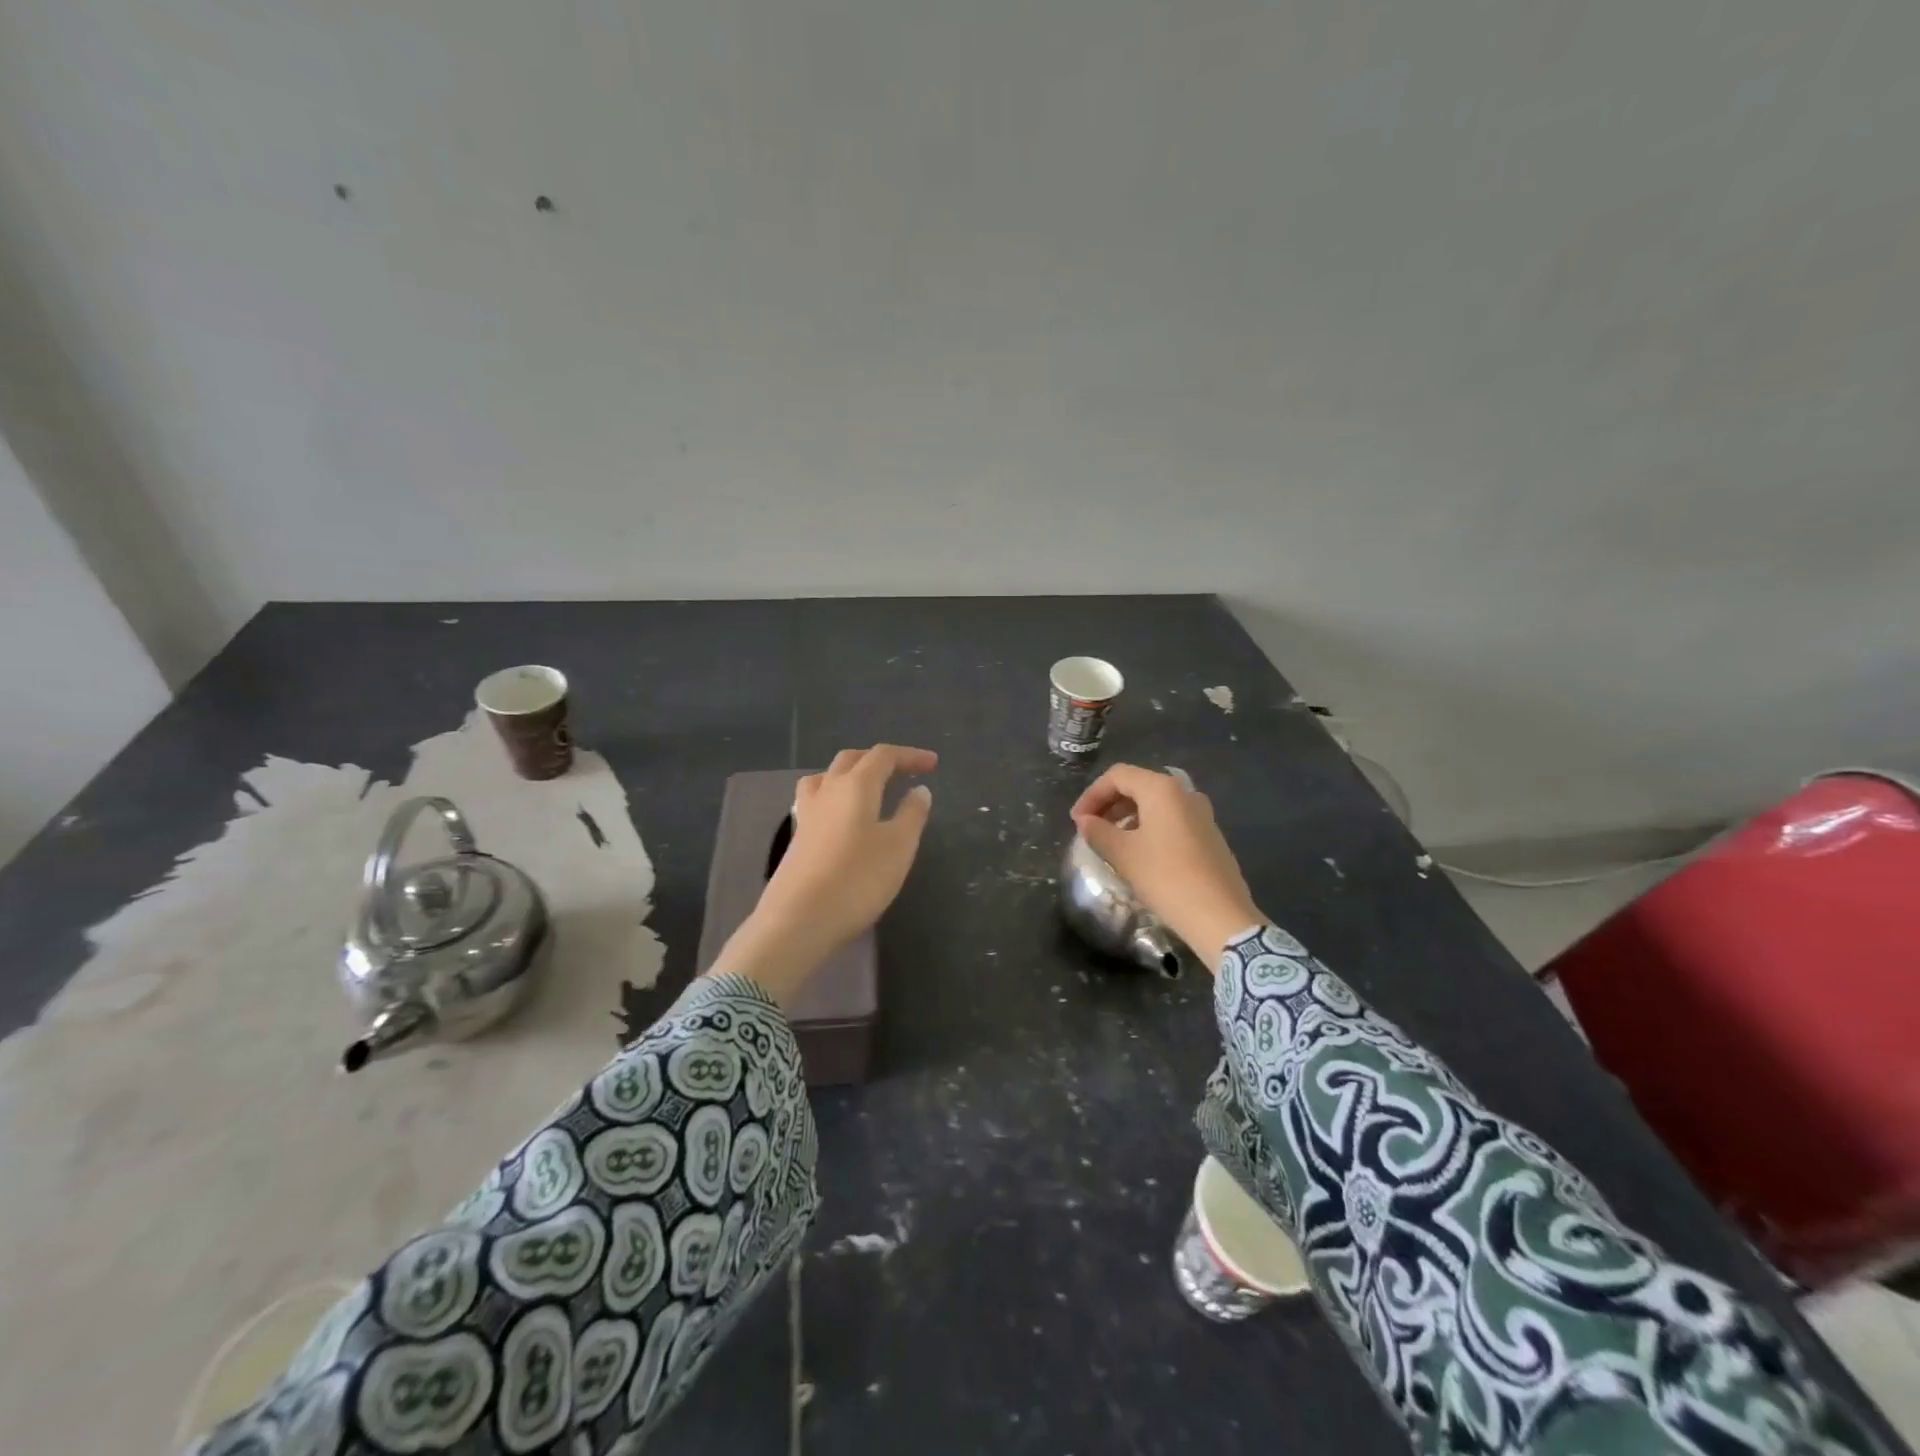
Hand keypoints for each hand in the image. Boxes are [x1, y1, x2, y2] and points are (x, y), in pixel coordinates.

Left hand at [710, 745, 937, 1005]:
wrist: (799, 919)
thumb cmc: (857, 879)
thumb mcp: (898, 847)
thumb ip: (912, 814)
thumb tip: (919, 790)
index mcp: (856, 786)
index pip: (883, 756)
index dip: (909, 755)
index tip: (933, 764)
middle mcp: (827, 790)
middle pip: (852, 760)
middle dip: (879, 760)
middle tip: (903, 772)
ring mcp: (806, 813)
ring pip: (827, 777)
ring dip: (850, 774)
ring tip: (868, 789)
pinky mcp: (796, 837)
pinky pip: (816, 801)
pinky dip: (834, 797)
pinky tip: (841, 818)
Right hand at [1071, 764, 1262, 969]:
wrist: (1219, 915)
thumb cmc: (1165, 876)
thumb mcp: (1123, 854)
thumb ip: (1098, 831)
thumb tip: (1085, 821)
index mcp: (1161, 789)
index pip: (1117, 776)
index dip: (1091, 794)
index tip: (1076, 821)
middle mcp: (1184, 793)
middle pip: (1138, 785)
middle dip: (1109, 804)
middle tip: (1089, 828)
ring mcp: (1201, 813)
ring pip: (1155, 803)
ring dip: (1128, 816)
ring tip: (1110, 841)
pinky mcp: (1210, 835)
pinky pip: (1171, 819)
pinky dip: (1148, 827)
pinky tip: (1139, 852)